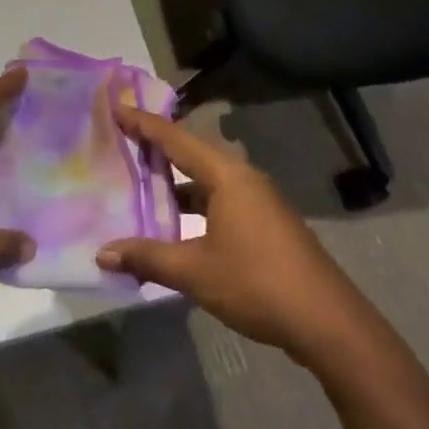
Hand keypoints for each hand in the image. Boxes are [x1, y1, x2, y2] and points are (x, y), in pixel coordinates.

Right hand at [97, 106, 373, 365]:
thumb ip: (148, 258)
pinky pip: (220, 200)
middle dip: (158, 149)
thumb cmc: (257, 283)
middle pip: (192, 154)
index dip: (144, 124)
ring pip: (207, 181)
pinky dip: (194, 204)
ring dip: (176, 183)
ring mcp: (258, 200)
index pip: (176, 139)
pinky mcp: (266, 223)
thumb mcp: (195, 271)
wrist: (326, 321)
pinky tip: (176, 225)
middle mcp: (243, 178)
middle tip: (123, 141)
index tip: (117, 107)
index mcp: (227, 176)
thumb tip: (103, 252)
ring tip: (141, 184)